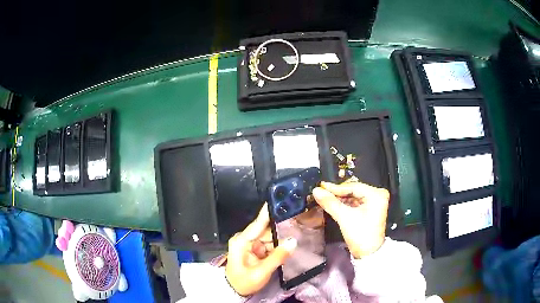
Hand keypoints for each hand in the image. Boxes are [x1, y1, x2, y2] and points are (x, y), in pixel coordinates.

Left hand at [226, 203, 296, 295]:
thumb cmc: (244, 282)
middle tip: (297, 227)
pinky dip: (277, 247)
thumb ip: (277, 257)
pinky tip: (286, 248)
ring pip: (269, 237)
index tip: (280, 199)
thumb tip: (293, 242)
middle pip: (266, 230)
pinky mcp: (254, 249)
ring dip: (280, 240)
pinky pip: (269, 244)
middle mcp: (245, 239)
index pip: (258, 223)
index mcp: (242, 241)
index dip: (269, 212)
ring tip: (294, 240)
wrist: (235, 290)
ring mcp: (250, 243)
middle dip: (280, 231)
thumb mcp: (261, 272)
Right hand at [312, 181, 388, 258]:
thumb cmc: (360, 235)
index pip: (353, 187)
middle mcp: (378, 195)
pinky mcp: (370, 209)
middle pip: (353, 190)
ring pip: (353, 196)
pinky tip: (333, 204)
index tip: (320, 186)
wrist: (368, 253)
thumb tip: (316, 190)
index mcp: (376, 195)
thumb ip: (330, 203)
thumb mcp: (345, 217)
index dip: (336, 188)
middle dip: (337, 193)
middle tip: (321, 192)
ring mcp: (375, 202)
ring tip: (325, 197)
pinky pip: (355, 202)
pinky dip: (344, 204)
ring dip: (339, 198)